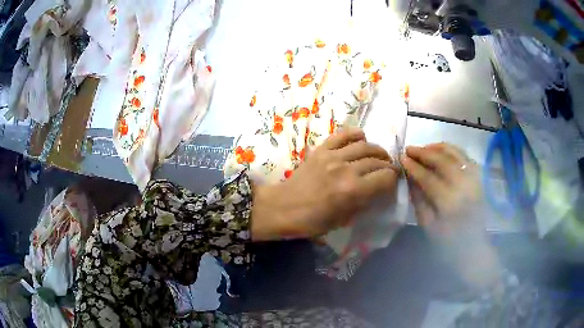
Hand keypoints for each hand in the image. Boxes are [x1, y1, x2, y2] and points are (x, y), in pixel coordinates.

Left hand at [252, 128, 398, 239]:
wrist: (282, 208)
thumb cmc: (312, 221)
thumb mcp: (344, 220)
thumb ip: (365, 203)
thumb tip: (379, 191)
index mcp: (353, 191)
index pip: (385, 177)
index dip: (393, 180)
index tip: (392, 183)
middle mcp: (346, 169)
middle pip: (377, 160)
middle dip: (388, 166)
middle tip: (389, 170)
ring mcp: (332, 156)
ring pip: (365, 145)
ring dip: (377, 150)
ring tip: (379, 156)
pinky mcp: (321, 149)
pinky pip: (343, 135)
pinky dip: (356, 134)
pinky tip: (362, 139)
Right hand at [401, 143, 500, 289]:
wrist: (474, 247)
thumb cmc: (448, 243)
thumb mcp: (428, 226)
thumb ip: (418, 199)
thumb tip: (408, 177)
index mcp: (450, 203)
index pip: (428, 177)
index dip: (413, 166)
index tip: (401, 158)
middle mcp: (464, 186)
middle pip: (441, 161)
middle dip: (422, 152)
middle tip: (408, 149)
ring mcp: (474, 179)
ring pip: (454, 153)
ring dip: (436, 147)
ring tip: (422, 148)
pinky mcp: (478, 177)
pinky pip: (463, 155)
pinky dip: (450, 149)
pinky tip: (439, 149)